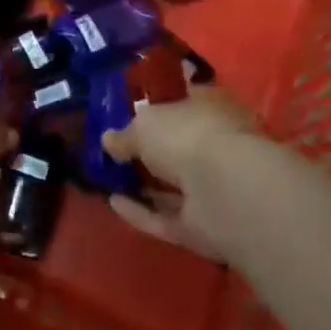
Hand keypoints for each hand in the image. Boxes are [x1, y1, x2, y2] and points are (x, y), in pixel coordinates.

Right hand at [100, 87, 260, 260]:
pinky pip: (165, 217)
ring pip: (172, 185)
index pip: (183, 103)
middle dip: (148, 151)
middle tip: (113, 151)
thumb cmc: (188, 136)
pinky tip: (112, 203)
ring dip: (142, 184)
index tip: (128, 113)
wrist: (225, 192)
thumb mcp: (144, 124)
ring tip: (105, 178)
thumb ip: (125, 133)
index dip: (157, 107)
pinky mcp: (202, 226)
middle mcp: (214, 146)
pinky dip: (140, 212)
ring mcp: (211, 189)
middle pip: (177, 147)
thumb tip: (108, 140)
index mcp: (210, 109)